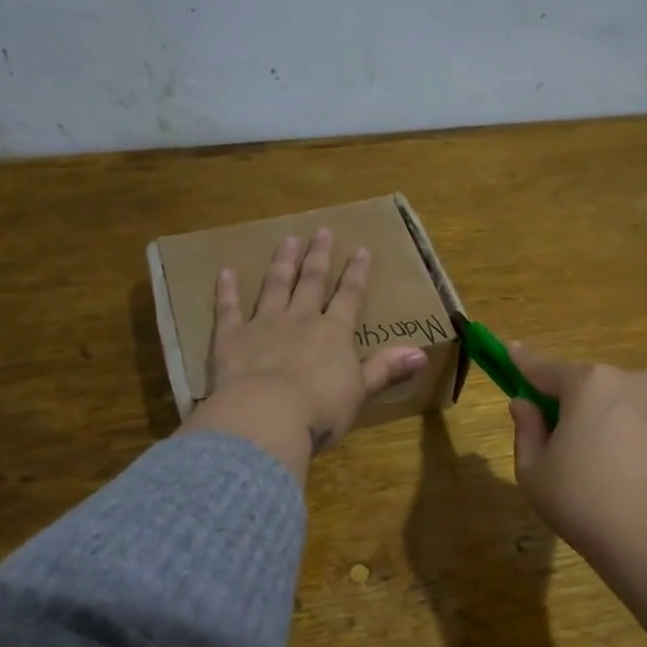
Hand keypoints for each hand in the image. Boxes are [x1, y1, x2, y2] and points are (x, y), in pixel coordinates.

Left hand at [180, 228, 426, 480]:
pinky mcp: (231, 339)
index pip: (350, 296)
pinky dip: (227, 291)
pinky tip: (225, 273)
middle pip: (311, 282)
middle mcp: (300, 320)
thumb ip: (386, 369)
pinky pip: (229, 309)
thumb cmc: (320, 410)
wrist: (267, 416)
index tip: (361, 249)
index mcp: (334, 333)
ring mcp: (264, 325)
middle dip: (318, 256)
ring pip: (275, 286)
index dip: (357, 273)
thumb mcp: (361, 392)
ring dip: (282, 263)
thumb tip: (421, 354)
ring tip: (287, 240)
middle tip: (321, 231)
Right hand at [505, 343, 646, 585]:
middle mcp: (629, 380)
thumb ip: (526, 429)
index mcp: (588, 384)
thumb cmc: (584, 503)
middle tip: (554, 436)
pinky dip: (629, 435)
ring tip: (595, 463)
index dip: (523, 362)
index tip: (510, 349)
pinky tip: (625, 472)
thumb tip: (525, 404)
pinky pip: (644, 422)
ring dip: (601, 418)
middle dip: (567, 401)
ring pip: (618, 402)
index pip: (544, 368)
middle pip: (586, 384)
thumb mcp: (534, 471)